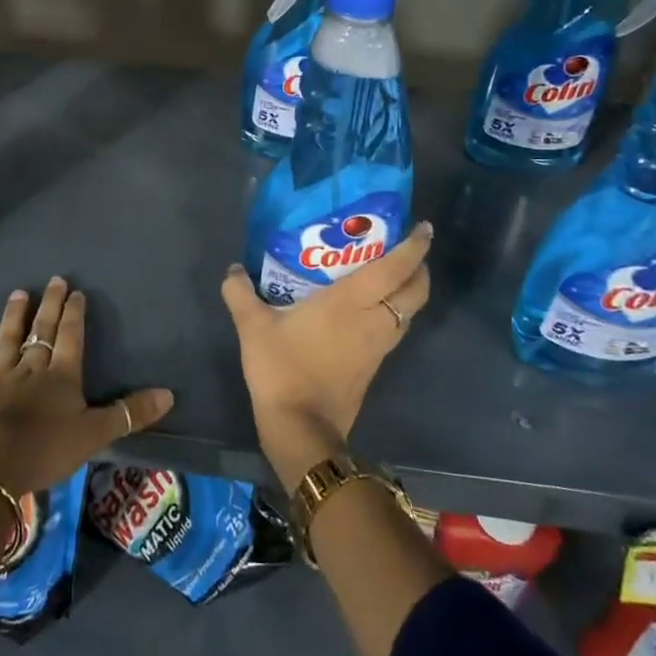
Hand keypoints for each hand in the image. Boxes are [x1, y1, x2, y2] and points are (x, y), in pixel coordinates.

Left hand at [0, 276, 174, 497]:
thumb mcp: (95, 435)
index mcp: (62, 376)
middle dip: (50, 305)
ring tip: (19, 293)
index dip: (75, 314)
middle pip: (42, 331)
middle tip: (54, 280)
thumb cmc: (46, 450)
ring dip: (14, 316)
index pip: (71, 337)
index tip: (76, 292)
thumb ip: (130, 413)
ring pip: (8, 339)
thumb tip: (169, 394)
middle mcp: (31, 368)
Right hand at [221, 223, 432, 491]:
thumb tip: (233, 269)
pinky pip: (395, 330)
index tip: (423, 228)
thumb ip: (240, 292)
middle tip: (406, 250)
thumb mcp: (252, 326)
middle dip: (419, 268)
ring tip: (390, 276)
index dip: (414, 247)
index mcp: (350, 302)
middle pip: (415, 291)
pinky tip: (370, 310)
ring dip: (409, 292)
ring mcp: (378, 346)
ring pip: (409, 313)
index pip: (395, 268)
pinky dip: (394, 313)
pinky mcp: (373, 366)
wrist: (300, 426)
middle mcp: (373, 320)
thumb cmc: (281, 367)